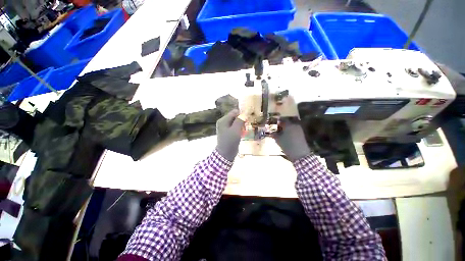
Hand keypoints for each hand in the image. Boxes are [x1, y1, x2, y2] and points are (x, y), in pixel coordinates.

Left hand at [216, 110, 244, 160]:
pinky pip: (235, 128)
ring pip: (235, 123)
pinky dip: (239, 129)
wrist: (225, 154)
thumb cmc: (230, 141)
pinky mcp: (228, 133)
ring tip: (245, 130)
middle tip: (246, 125)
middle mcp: (223, 122)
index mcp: (223, 120)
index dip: (241, 114)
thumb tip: (244, 114)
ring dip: (241, 125)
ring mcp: (225, 128)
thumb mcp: (235, 130)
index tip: (248, 118)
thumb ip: (239, 120)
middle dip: (241, 120)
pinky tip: (242, 133)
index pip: (234, 112)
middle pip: (234, 117)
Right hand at [273, 119, 310, 161]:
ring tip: (282, 132)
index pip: (282, 119)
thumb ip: (274, 134)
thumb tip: (272, 131)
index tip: (274, 124)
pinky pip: (294, 129)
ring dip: (287, 127)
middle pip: (287, 121)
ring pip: (291, 125)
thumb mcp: (278, 140)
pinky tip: (288, 135)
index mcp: (288, 125)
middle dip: (282, 124)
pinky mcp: (302, 133)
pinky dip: (290, 130)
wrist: (300, 154)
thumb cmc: (287, 145)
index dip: (277, 121)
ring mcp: (299, 129)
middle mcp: (294, 124)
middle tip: (278, 128)